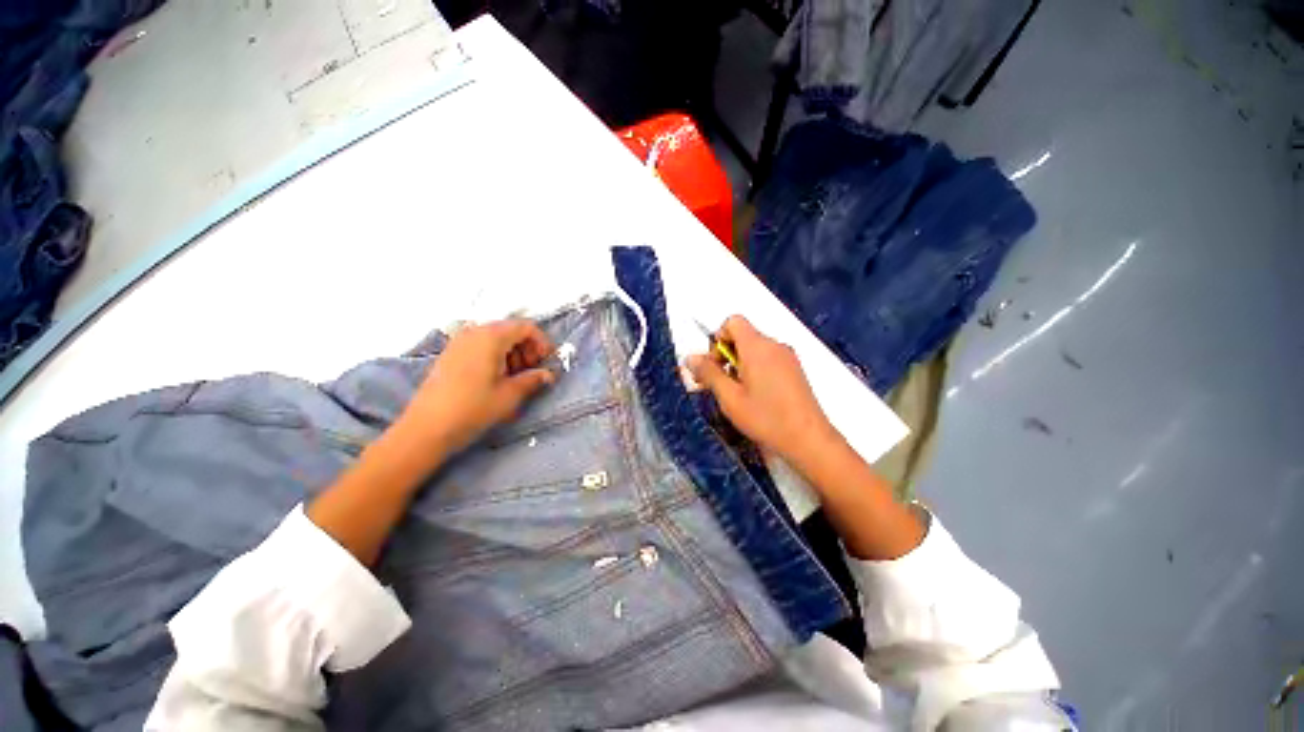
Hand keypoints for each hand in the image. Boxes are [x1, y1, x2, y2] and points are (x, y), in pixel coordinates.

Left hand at [398, 319, 555, 457]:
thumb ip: (533, 379)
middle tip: (533, 372)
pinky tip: (496, 378)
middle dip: (527, 348)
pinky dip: (496, 356)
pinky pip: (481, 346)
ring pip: (496, 338)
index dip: (542, 342)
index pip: (526, 327)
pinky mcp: (450, 354)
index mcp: (491, 336)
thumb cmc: (473, 408)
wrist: (426, 428)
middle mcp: (474, 332)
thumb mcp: (510, 394)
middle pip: (511, 330)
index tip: (547, 362)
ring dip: (513, 353)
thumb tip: (549, 374)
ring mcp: (459, 342)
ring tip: (516, 378)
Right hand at [686, 315, 837, 464]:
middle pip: (743, 336)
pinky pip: (768, 359)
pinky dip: (754, 369)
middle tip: (718, 384)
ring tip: (736, 393)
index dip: (718, 338)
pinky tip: (755, 395)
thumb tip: (690, 357)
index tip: (715, 365)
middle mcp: (774, 345)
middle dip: (725, 355)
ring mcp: (787, 357)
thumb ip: (708, 374)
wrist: (809, 439)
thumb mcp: (729, 397)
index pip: (733, 321)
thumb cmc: (765, 417)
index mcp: (757, 346)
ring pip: (754, 349)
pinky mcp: (794, 369)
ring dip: (739, 364)